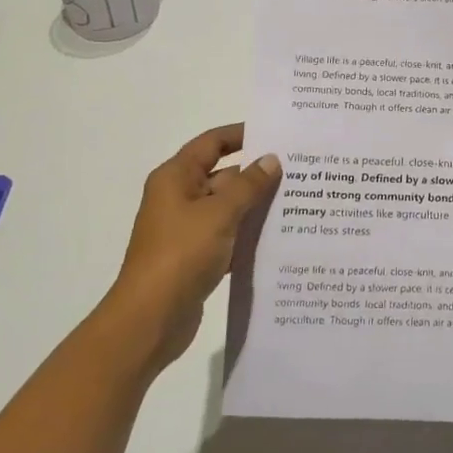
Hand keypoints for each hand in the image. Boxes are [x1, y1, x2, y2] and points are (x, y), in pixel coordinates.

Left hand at [104, 124, 279, 375]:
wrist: (150, 319)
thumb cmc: (181, 255)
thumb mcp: (219, 214)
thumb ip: (248, 185)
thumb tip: (272, 159)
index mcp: (176, 178)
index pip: (212, 143)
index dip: (242, 135)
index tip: (278, 134)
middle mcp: (179, 198)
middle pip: (223, 175)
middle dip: (258, 174)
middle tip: (301, 171)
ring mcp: (188, 229)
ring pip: (229, 207)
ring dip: (257, 205)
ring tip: (300, 200)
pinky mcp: (197, 256)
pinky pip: (229, 234)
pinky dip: (249, 233)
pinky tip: (281, 235)